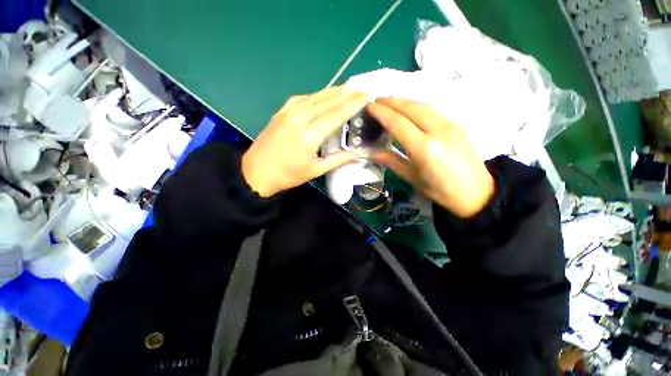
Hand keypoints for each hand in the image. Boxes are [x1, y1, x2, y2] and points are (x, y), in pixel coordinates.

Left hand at [242, 87, 367, 196]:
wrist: (256, 172)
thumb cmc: (288, 175)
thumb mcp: (315, 170)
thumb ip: (338, 160)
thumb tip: (357, 154)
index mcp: (310, 135)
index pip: (337, 114)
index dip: (353, 103)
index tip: (367, 94)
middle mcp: (300, 118)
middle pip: (328, 100)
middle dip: (347, 93)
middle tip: (362, 87)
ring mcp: (289, 111)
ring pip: (316, 96)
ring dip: (333, 91)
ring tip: (348, 87)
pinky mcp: (281, 110)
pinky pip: (304, 98)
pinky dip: (317, 95)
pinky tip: (324, 95)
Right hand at [368, 97, 494, 217]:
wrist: (476, 192)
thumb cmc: (440, 191)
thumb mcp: (412, 177)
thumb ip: (392, 161)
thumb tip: (372, 153)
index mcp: (424, 148)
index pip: (398, 123)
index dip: (382, 112)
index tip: (369, 106)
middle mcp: (438, 131)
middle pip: (411, 107)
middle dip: (391, 101)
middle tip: (376, 100)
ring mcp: (449, 125)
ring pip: (423, 105)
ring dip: (404, 101)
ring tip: (389, 102)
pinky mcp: (456, 125)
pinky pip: (432, 110)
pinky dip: (416, 106)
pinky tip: (408, 110)